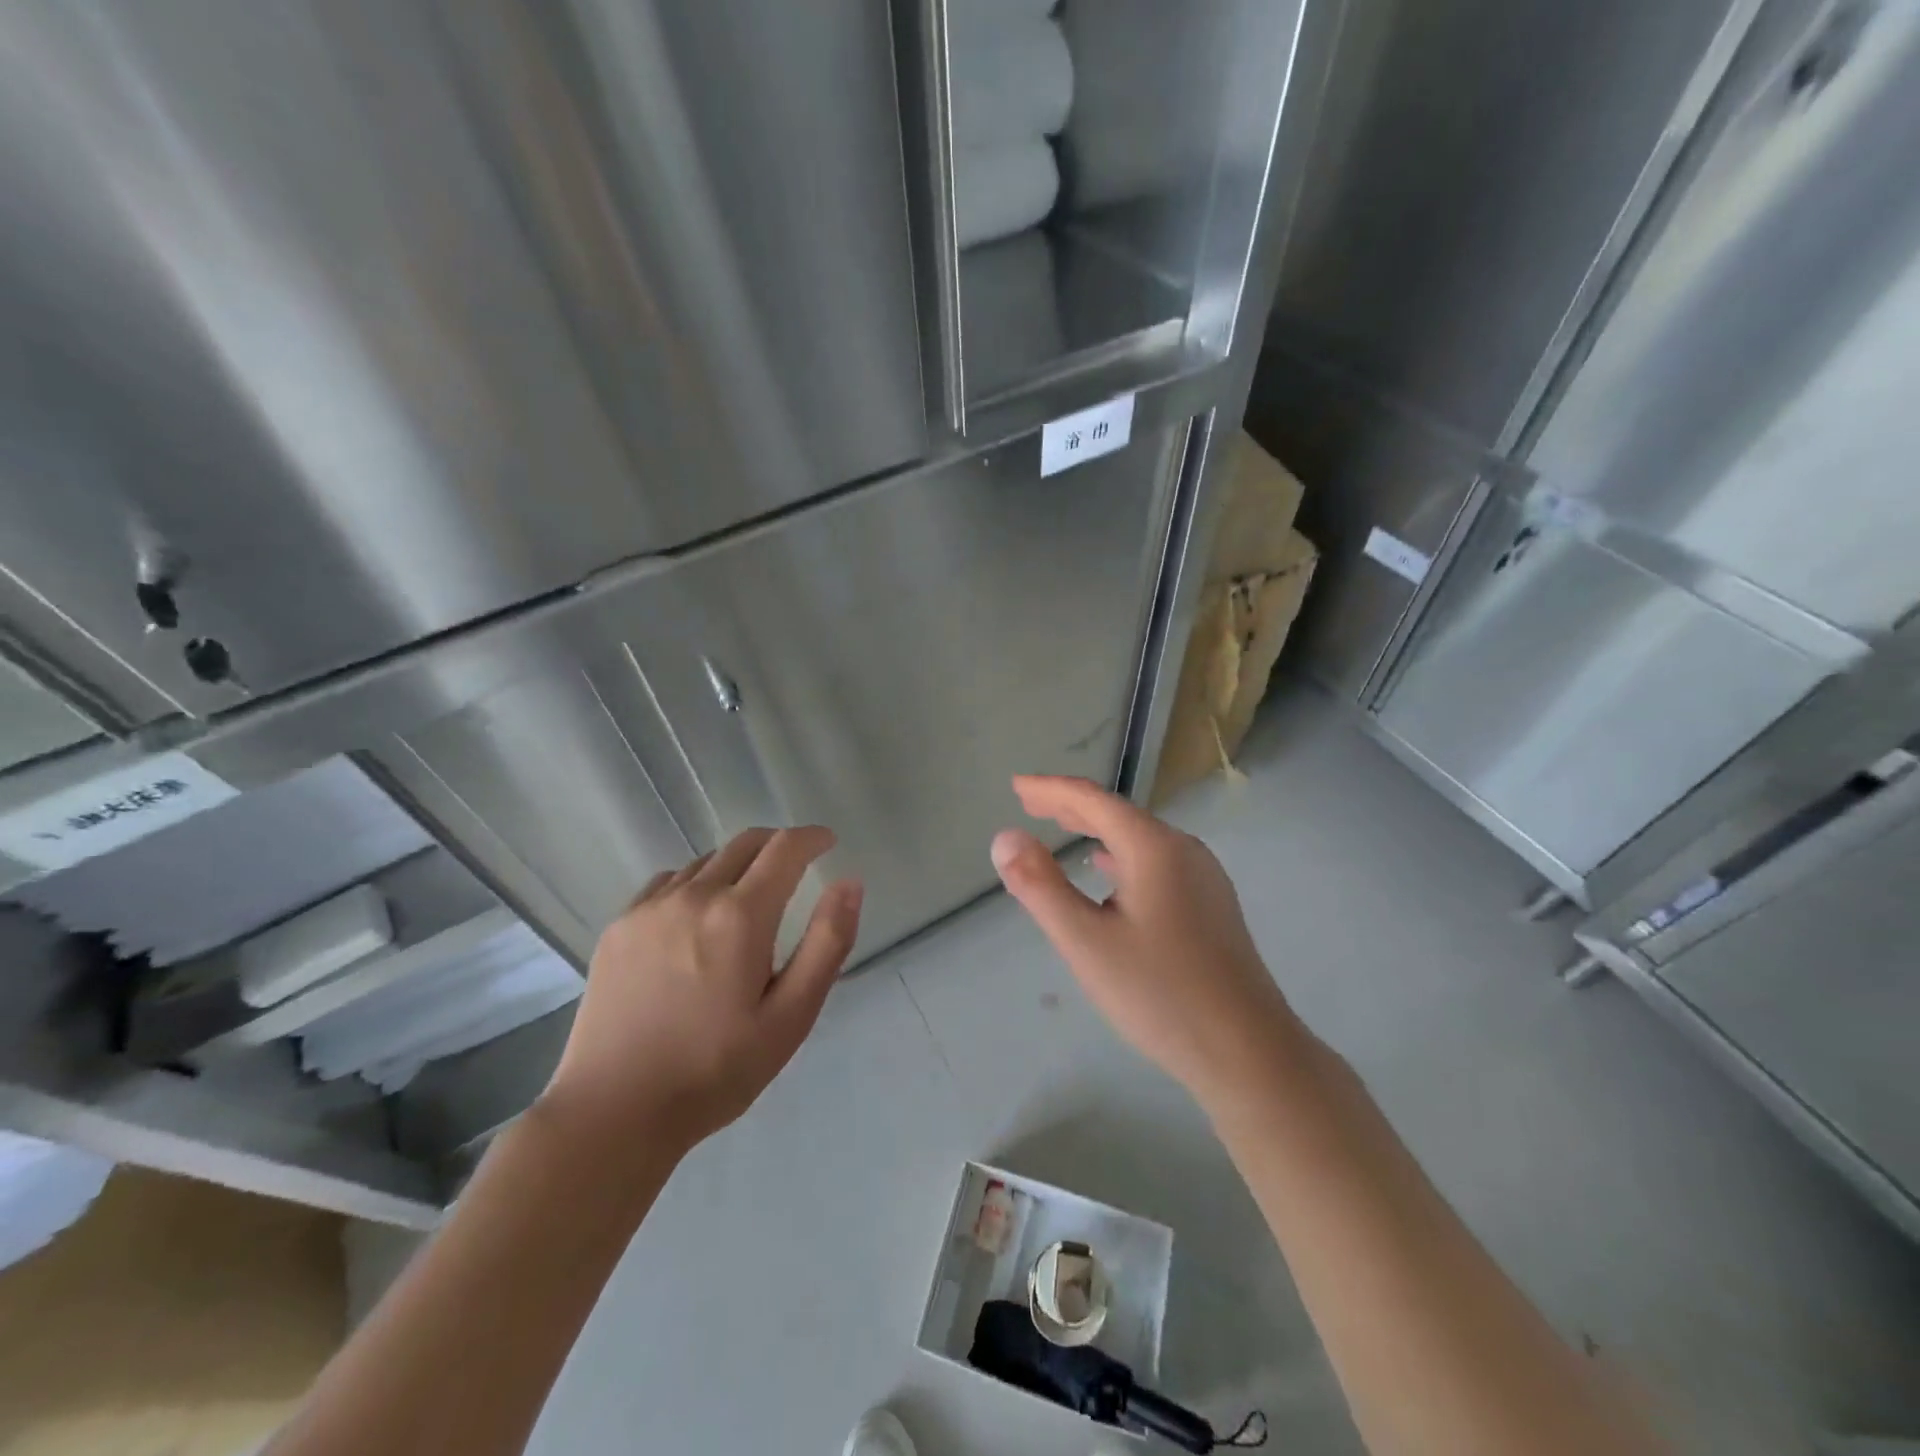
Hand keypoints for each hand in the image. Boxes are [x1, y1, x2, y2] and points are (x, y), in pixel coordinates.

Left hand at [540, 827, 862, 1154]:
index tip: (828, 842)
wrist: (612, 1113)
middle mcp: (693, 896)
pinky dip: (695, 883)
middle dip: (778, 844)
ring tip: (748, 896)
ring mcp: (649, 908)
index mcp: (740, 916)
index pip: (785, 849)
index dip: (812, 837)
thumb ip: (827, 943)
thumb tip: (850, 883)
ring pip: (705, 861)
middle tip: (796, 865)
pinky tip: (696, 917)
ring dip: (737, 865)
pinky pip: (667, 882)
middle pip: (744, 844)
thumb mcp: (790, 1016)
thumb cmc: (715, 1070)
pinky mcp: (618, 927)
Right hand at [991, 777, 1299, 1106]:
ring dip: (1096, 829)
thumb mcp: (1086, 942)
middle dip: (1071, 806)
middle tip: (1029, 803)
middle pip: (1119, 814)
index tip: (1016, 786)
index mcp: (1155, 848)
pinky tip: (1108, 871)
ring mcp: (1204, 877)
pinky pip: (1156, 862)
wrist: (1249, 1053)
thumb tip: (1005, 837)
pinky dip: (1121, 856)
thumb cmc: (1160, 994)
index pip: (1094, 800)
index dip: (1051, 790)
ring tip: (1063, 828)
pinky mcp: (1210, 904)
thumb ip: (1040, 886)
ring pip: (1139, 839)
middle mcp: (1184, 850)